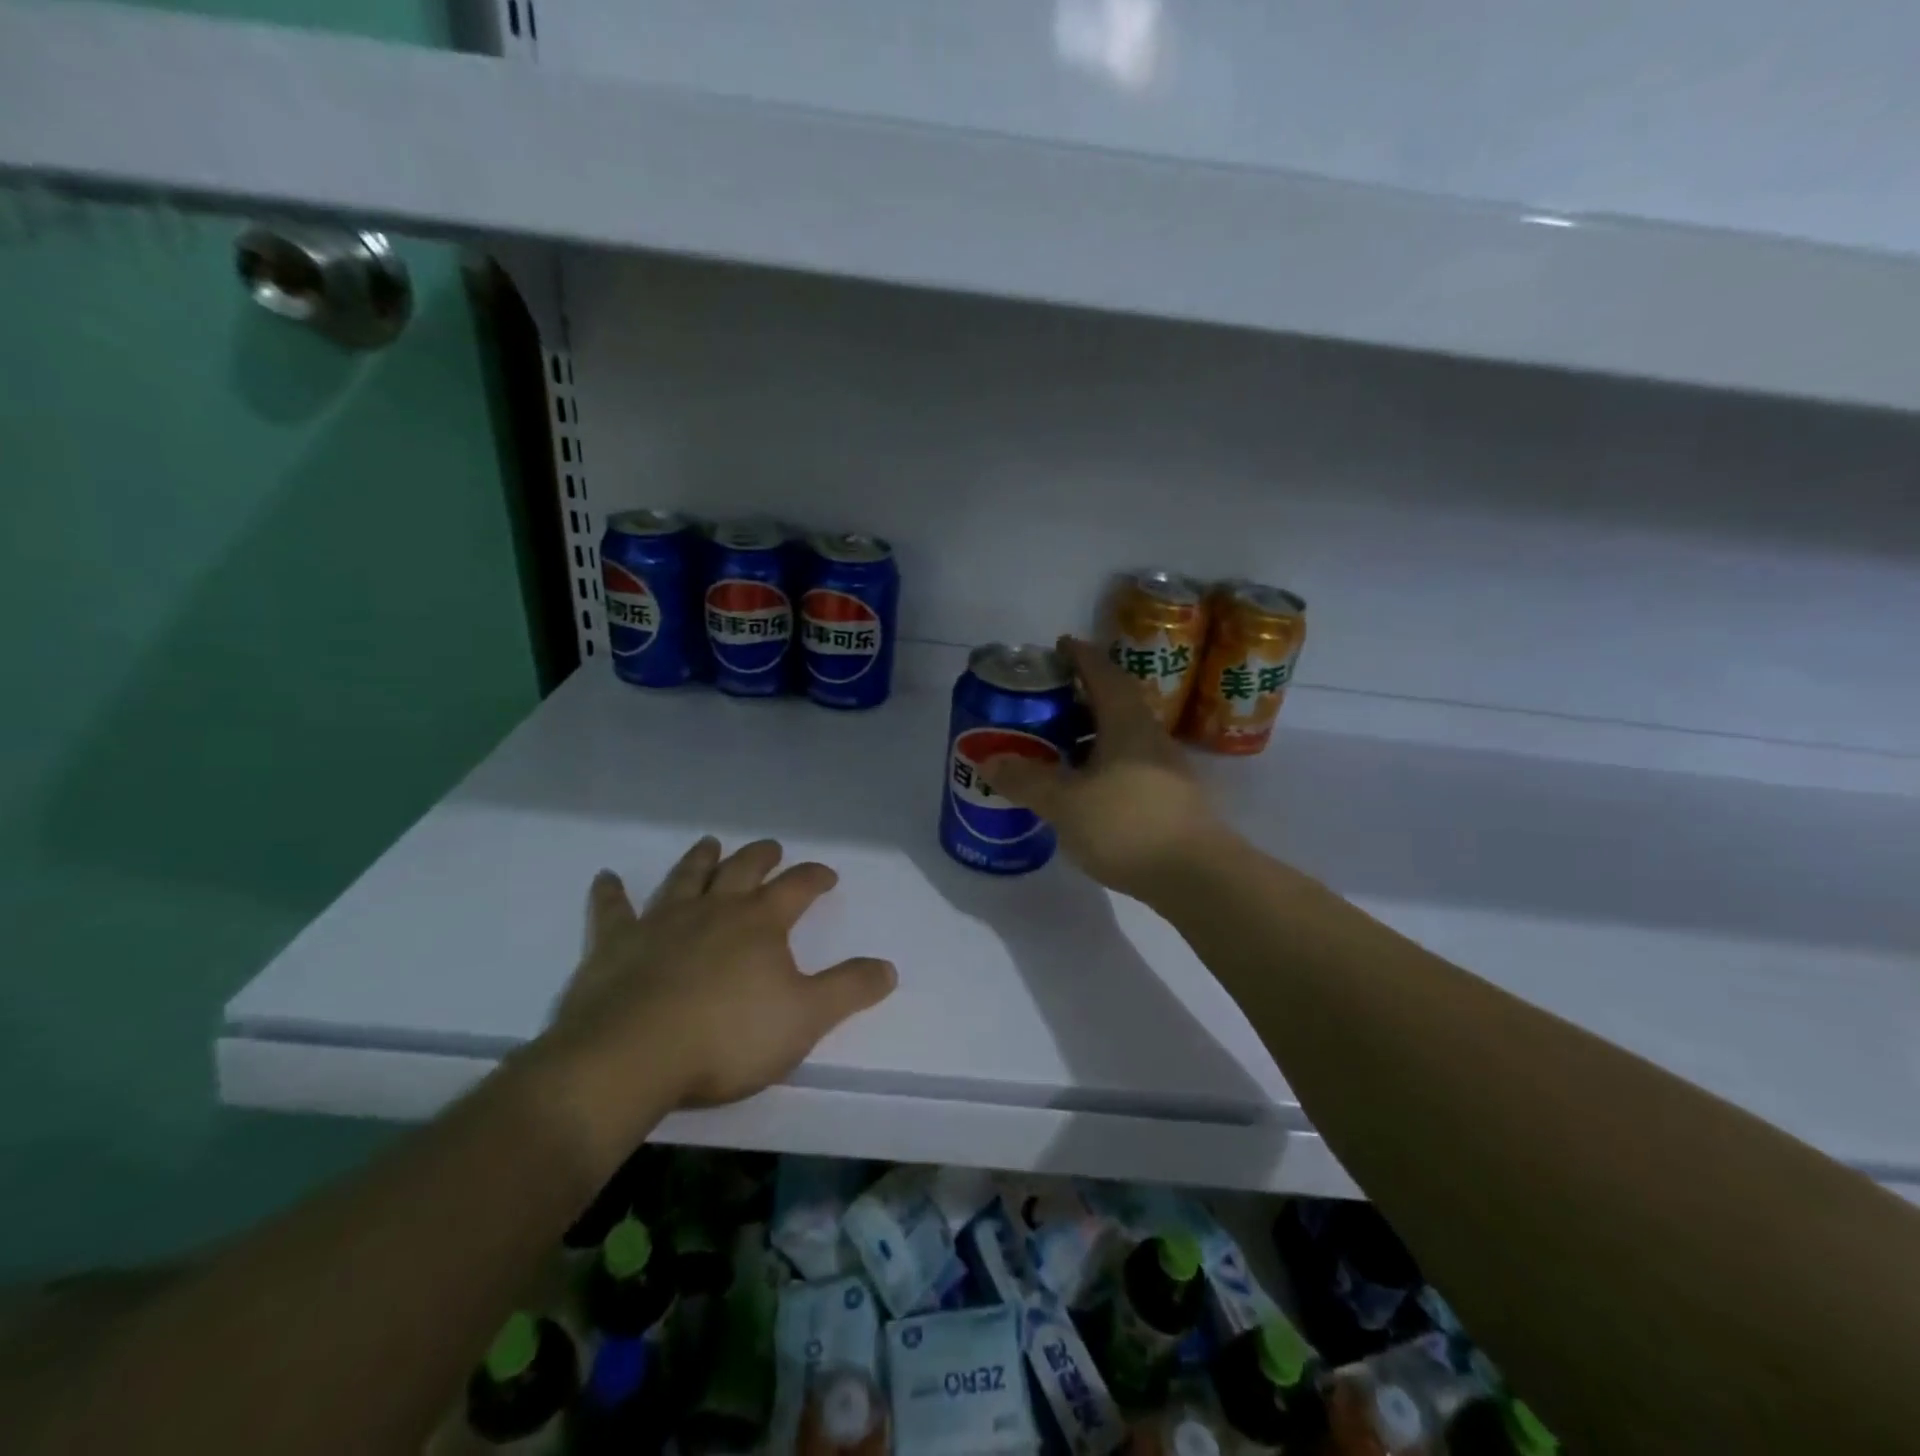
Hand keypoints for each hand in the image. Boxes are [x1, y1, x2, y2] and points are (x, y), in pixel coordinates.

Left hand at [529, 839, 895, 1161]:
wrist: (633, 1056)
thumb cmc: (728, 1037)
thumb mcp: (805, 1018)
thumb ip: (849, 990)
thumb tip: (889, 967)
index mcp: (760, 922)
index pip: (797, 887)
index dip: (815, 877)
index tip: (828, 875)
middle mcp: (714, 909)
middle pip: (743, 870)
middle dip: (762, 856)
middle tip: (771, 847)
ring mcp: (662, 921)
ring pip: (687, 877)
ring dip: (701, 858)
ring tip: (710, 842)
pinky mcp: (616, 944)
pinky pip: (613, 910)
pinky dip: (610, 892)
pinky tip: (606, 878)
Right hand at [979, 636, 1228, 899]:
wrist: (1196, 876)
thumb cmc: (1128, 825)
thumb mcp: (1065, 803)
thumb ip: (1026, 780)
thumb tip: (988, 760)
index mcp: (1127, 724)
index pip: (1103, 674)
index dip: (1081, 656)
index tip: (1060, 645)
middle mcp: (1150, 738)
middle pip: (1115, 703)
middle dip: (1081, 697)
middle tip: (1046, 701)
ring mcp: (1165, 769)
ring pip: (1123, 738)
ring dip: (1091, 734)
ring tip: (1057, 746)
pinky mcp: (1170, 799)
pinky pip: (1129, 766)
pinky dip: (1102, 765)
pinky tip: (1085, 788)